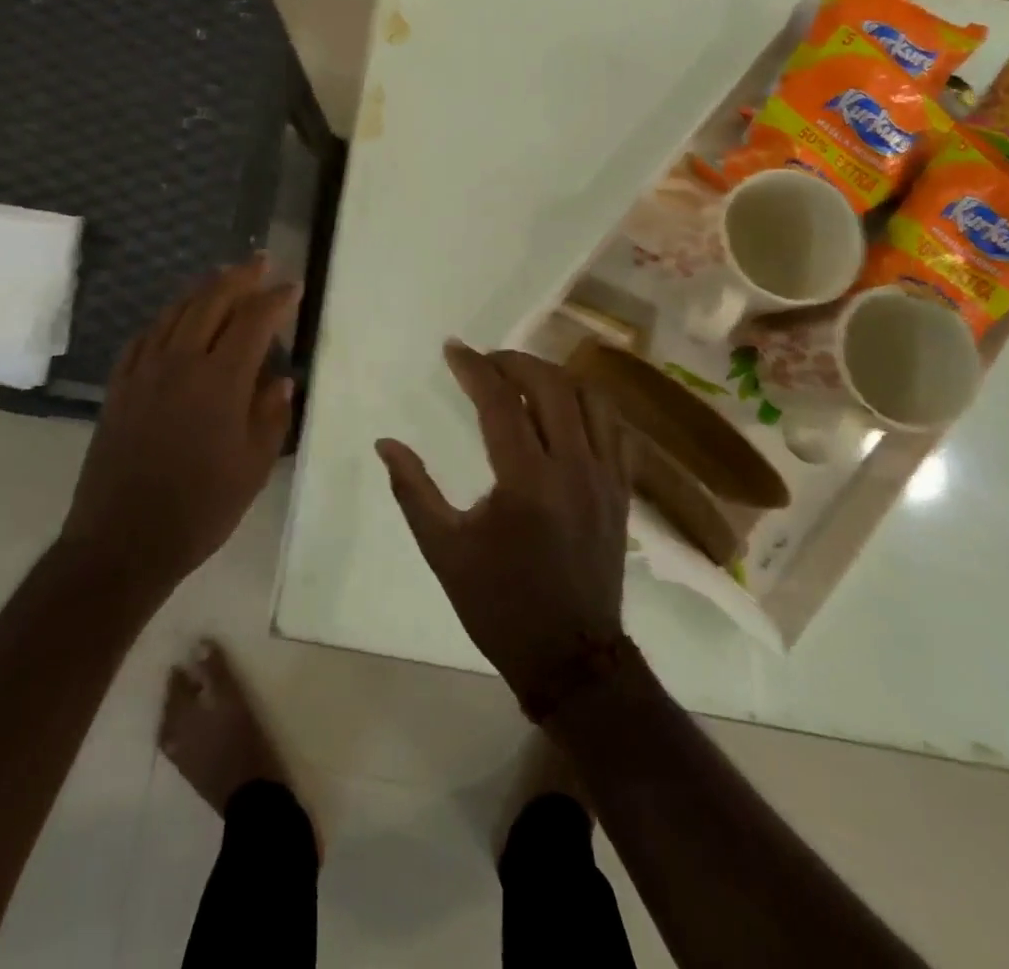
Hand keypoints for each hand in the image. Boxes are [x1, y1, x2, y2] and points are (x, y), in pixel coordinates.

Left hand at [62, 259, 297, 596]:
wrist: (122, 540)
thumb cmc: (200, 509)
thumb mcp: (253, 467)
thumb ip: (271, 416)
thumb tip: (281, 379)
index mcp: (220, 380)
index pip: (253, 322)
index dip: (275, 300)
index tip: (293, 287)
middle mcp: (180, 362)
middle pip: (211, 302)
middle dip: (239, 277)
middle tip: (260, 261)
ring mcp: (144, 371)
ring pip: (175, 311)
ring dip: (202, 288)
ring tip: (221, 275)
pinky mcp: (120, 386)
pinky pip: (144, 336)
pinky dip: (166, 318)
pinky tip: (174, 317)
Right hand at [376, 343, 629, 707]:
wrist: (571, 658)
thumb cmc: (499, 604)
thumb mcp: (443, 549)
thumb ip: (412, 489)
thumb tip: (385, 443)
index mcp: (525, 482)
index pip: (500, 401)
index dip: (473, 367)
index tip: (453, 349)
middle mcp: (573, 468)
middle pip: (550, 386)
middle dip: (514, 361)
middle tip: (484, 360)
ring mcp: (606, 478)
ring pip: (590, 398)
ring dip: (553, 376)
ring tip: (522, 377)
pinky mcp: (623, 491)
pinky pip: (614, 428)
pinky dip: (588, 403)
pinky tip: (565, 407)